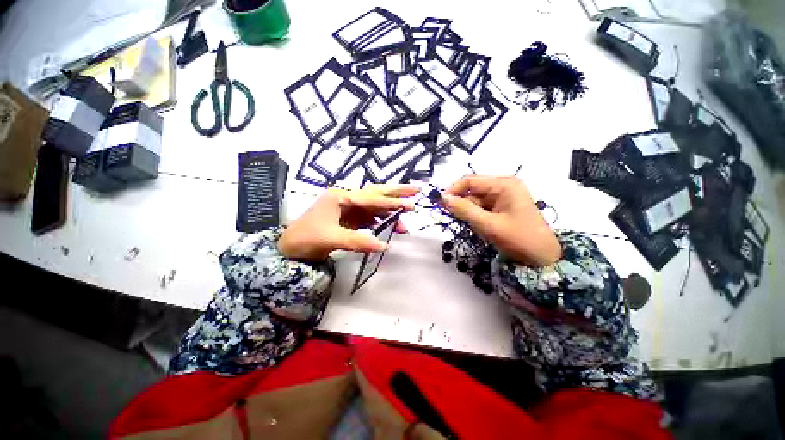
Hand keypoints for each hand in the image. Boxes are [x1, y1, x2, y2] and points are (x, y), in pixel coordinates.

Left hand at [278, 184, 417, 260]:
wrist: (289, 248)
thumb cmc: (306, 238)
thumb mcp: (332, 238)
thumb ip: (359, 241)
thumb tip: (385, 246)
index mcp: (341, 196)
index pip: (371, 198)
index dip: (391, 202)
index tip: (410, 205)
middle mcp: (346, 198)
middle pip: (375, 192)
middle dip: (395, 192)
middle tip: (415, 190)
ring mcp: (348, 208)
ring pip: (373, 205)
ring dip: (389, 210)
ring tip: (406, 216)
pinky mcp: (348, 218)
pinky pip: (368, 217)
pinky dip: (380, 220)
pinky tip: (388, 224)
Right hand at [440, 176, 561, 266]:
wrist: (543, 259)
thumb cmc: (519, 239)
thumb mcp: (488, 225)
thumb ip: (464, 210)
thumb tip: (442, 198)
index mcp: (504, 184)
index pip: (470, 181)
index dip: (452, 190)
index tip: (439, 204)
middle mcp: (504, 186)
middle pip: (472, 191)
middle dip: (464, 206)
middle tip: (461, 222)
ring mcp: (504, 197)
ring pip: (475, 201)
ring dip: (471, 214)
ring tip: (480, 229)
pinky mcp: (503, 207)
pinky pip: (482, 208)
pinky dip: (477, 218)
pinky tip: (484, 228)